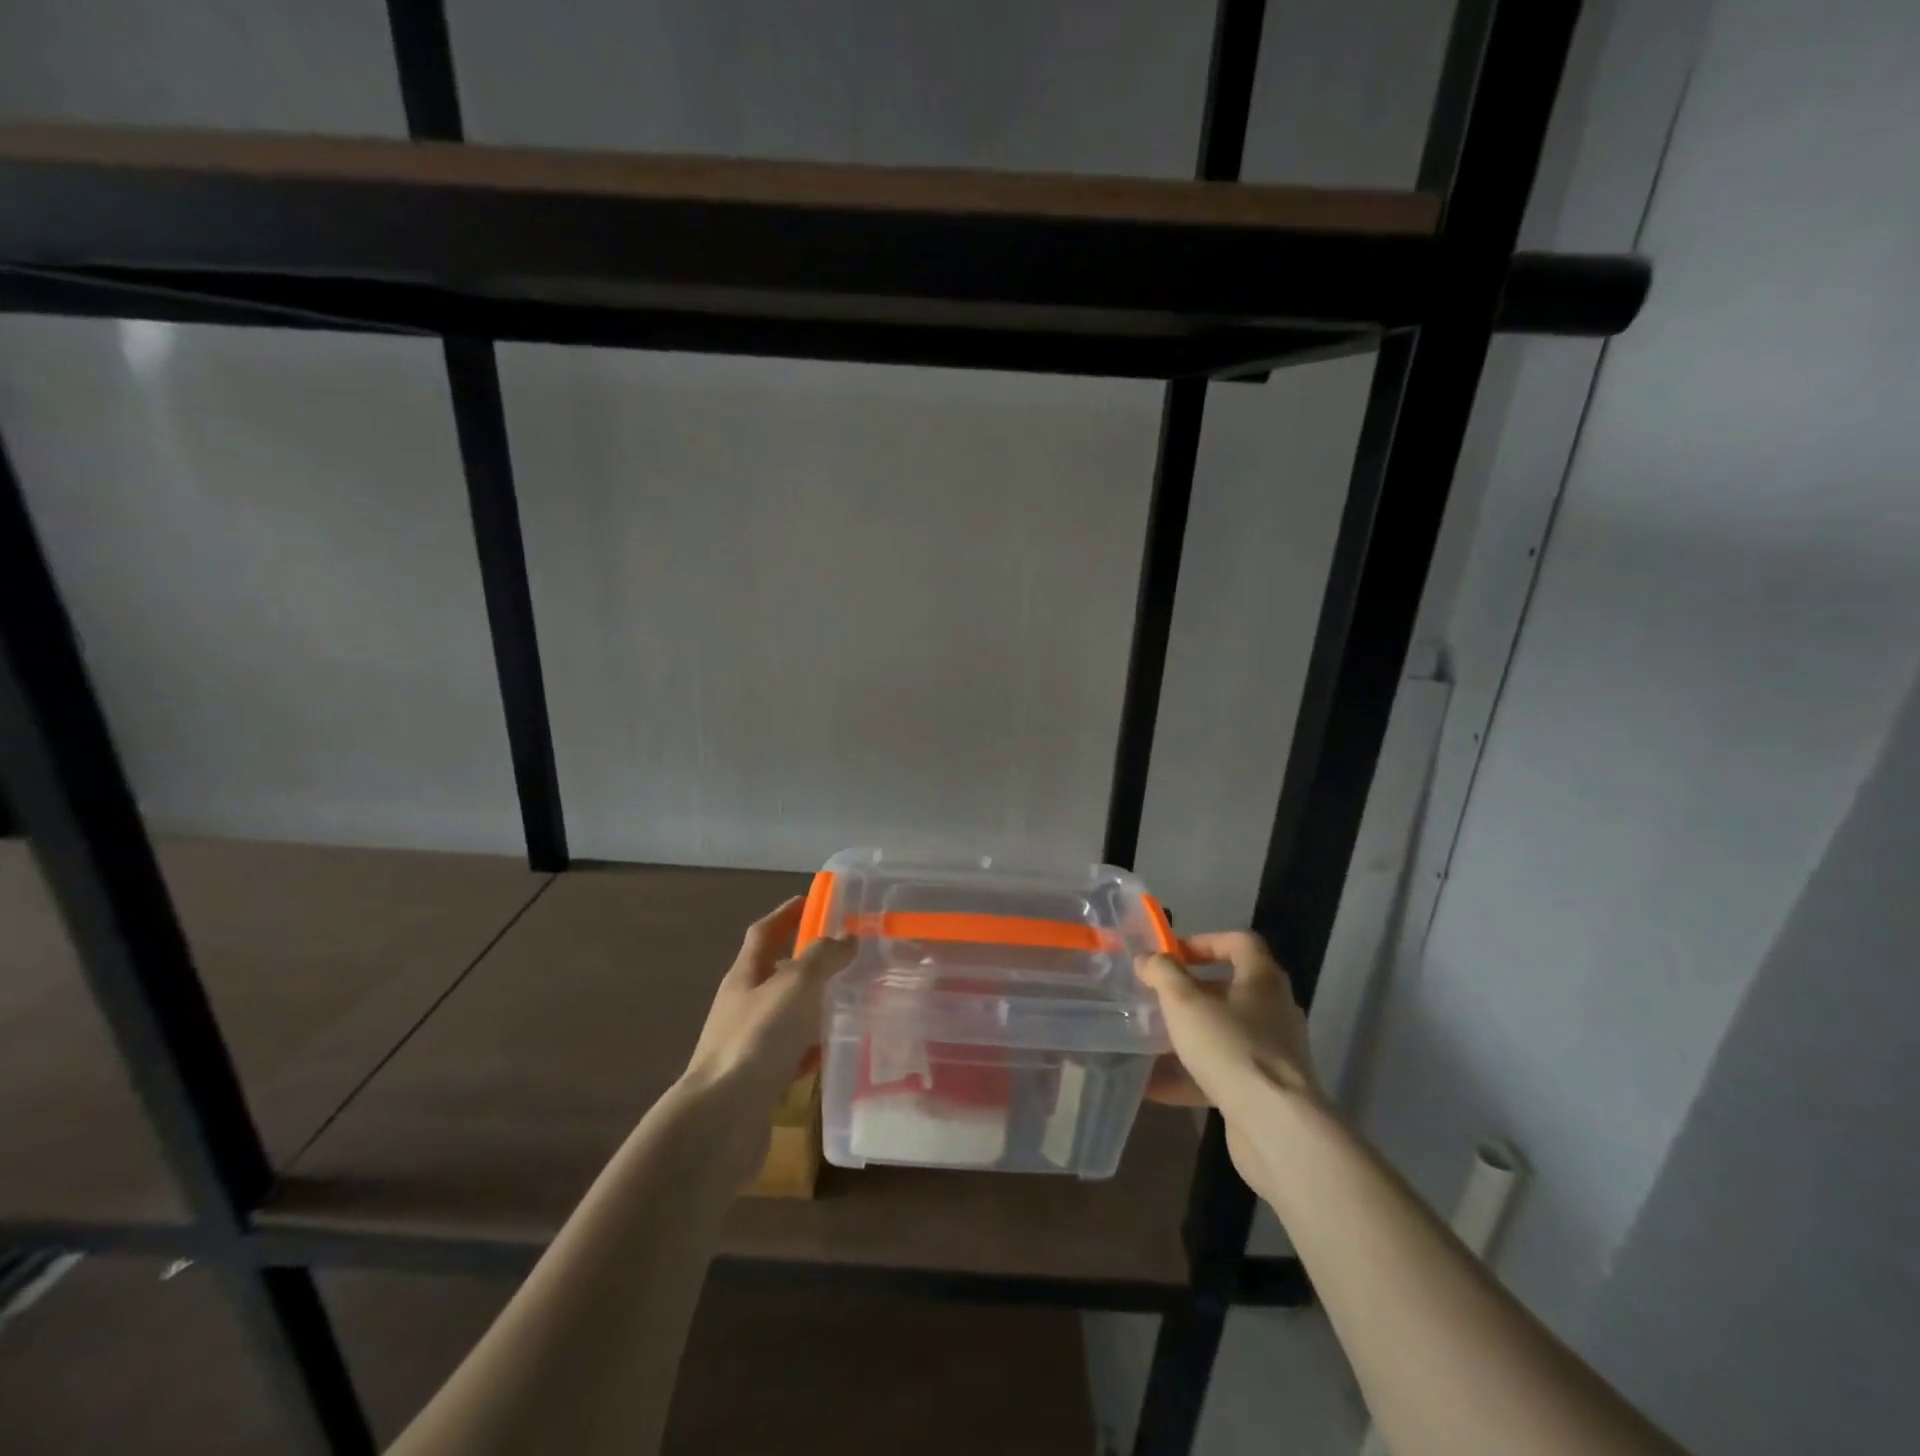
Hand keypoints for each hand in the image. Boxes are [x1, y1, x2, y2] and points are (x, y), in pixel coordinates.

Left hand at [682, 896, 855, 1110]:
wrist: (722, 1120)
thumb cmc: (758, 1039)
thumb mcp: (796, 986)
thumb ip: (822, 957)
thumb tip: (846, 937)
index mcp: (744, 976)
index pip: (764, 933)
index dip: (785, 914)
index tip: (810, 901)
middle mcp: (741, 1006)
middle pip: (774, 974)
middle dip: (805, 962)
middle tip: (843, 955)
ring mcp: (747, 1045)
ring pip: (785, 1016)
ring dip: (811, 1006)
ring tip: (847, 1000)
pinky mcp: (757, 1081)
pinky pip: (789, 1055)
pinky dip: (810, 1049)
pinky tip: (833, 1052)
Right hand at [1138, 931, 1322, 1185]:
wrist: (1276, 1128)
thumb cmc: (1231, 1048)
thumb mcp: (1185, 1003)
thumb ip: (1162, 974)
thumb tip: (1147, 959)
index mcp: (1262, 980)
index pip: (1239, 943)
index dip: (1204, 941)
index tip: (1171, 954)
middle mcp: (1273, 1011)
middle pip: (1230, 989)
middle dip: (1190, 992)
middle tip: (1156, 996)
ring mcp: (1271, 1053)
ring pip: (1223, 1032)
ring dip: (1188, 1034)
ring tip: (1149, 1038)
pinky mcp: (1263, 1090)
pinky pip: (1221, 1072)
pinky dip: (1189, 1075)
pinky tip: (1154, 1086)